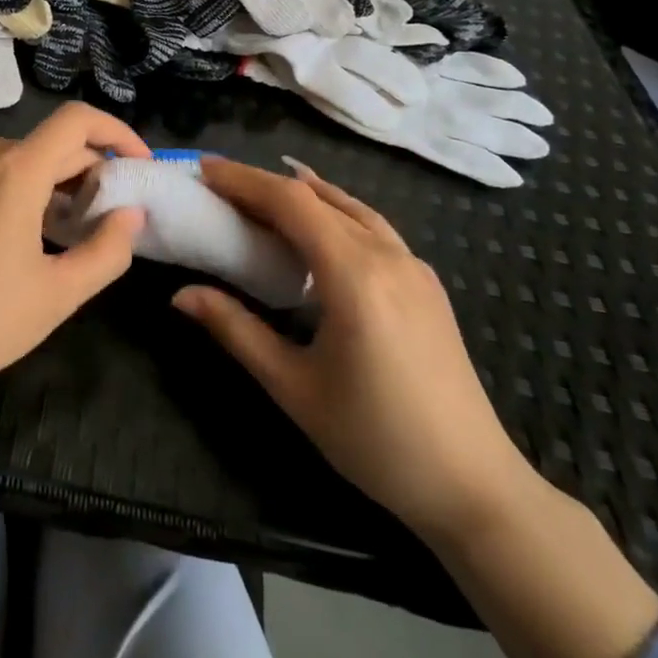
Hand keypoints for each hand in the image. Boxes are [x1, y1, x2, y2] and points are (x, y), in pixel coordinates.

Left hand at [0, 102, 150, 403]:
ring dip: (52, 181)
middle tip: (106, 217)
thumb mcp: (58, 294)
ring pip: (19, 157)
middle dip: (88, 171)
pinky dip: (15, 186)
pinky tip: (17, 232)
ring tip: (64, 230)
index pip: (78, 120)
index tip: (138, 165)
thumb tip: (131, 214)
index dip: (117, 133)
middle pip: (50, 143)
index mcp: (16, 170)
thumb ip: (107, 249)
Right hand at [173, 156, 538, 542]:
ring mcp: (413, 266)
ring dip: (300, 192)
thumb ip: (236, 331)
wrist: (476, 487)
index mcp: (354, 275)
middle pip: (316, 198)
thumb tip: (181, 295)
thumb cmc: (377, 440)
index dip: (244, 180)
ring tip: (259, 195)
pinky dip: (334, 209)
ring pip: (348, 206)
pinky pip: (372, 225)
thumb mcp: (293, 388)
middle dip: (263, 184)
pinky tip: (320, 224)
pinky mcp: (426, 283)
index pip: (290, 203)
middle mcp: (387, 256)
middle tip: (218, 185)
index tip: (204, 170)